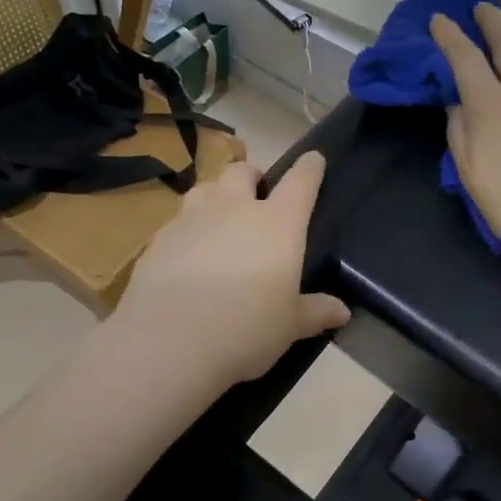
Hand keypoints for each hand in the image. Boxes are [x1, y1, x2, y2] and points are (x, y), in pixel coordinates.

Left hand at [113, 152, 349, 386]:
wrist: (168, 341)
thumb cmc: (245, 329)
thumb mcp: (289, 327)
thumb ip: (314, 312)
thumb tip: (342, 312)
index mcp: (277, 223)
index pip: (300, 182)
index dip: (309, 168)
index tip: (314, 159)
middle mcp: (234, 209)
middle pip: (242, 171)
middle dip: (252, 176)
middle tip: (256, 195)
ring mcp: (191, 218)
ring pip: (205, 188)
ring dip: (216, 196)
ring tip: (219, 219)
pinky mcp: (158, 238)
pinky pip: (177, 221)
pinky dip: (187, 230)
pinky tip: (187, 255)